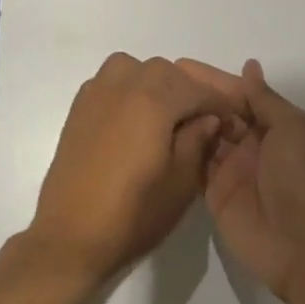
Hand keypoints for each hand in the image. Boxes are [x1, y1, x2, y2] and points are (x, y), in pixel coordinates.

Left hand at [27, 54, 241, 283]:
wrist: (71, 235)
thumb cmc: (133, 214)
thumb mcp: (181, 182)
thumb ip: (199, 140)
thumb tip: (208, 117)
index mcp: (153, 99)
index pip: (198, 89)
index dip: (221, 104)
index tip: (234, 120)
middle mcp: (125, 83)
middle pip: (168, 72)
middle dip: (191, 90)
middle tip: (205, 119)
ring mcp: (98, 91)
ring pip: (138, 68)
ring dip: (159, 83)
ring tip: (170, 113)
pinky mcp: (80, 105)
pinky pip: (114, 79)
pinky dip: (132, 86)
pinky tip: (138, 116)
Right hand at [177, 59, 304, 301]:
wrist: (301, 245)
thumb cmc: (300, 177)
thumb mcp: (291, 127)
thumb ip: (264, 98)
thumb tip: (250, 66)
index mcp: (274, 124)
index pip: (238, 93)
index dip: (211, 79)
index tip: (178, 64)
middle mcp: (251, 142)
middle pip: (218, 112)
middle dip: (193, 96)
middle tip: (156, 80)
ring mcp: (231, 168)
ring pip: (204, 135)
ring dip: (184, 119)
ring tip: (150, 101)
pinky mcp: (214, 192)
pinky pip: (195, 164)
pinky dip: (180, 148)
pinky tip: (157, 132)